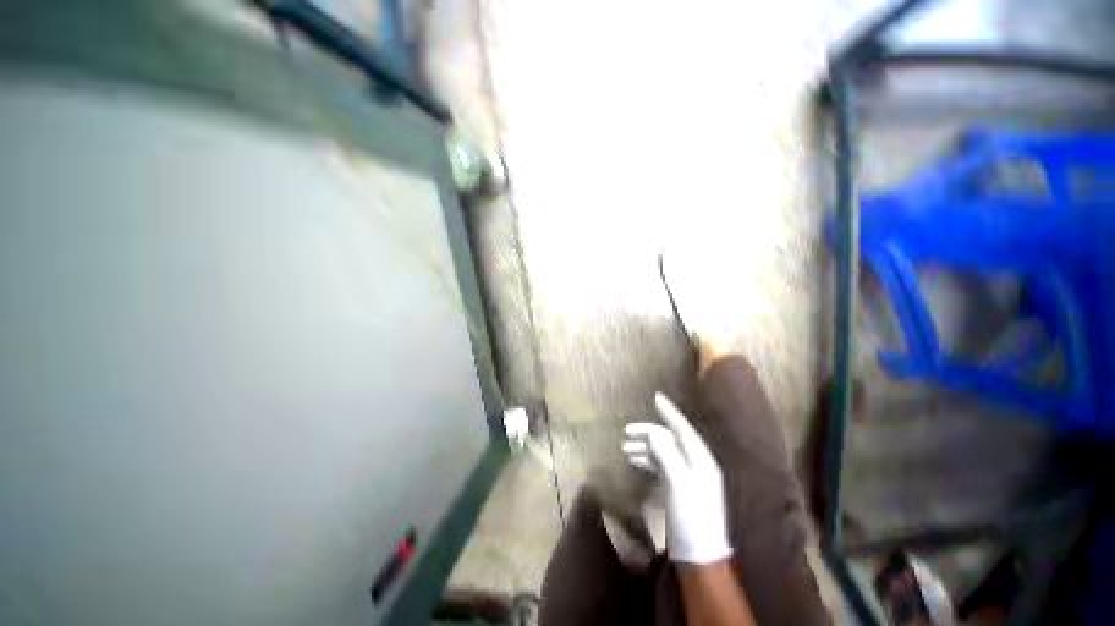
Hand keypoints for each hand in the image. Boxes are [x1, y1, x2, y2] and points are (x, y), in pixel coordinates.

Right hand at [623, 392, 731, 564]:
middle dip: (648, 433)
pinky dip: (648, 460)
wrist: (699, 557)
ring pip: (663, 452)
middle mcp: (695, 464)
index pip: (683, 428)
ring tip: (626, 448)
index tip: (655, 397)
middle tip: (626, 431)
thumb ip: (666, 454)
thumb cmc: (691, 518)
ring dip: (645, 447)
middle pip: (669, 440)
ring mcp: (687, 477)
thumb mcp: (679, 483)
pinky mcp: (679, 488)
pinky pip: (661, 466)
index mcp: (700, 460)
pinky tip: (635, 461)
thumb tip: (653, 432)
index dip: (669, 412)